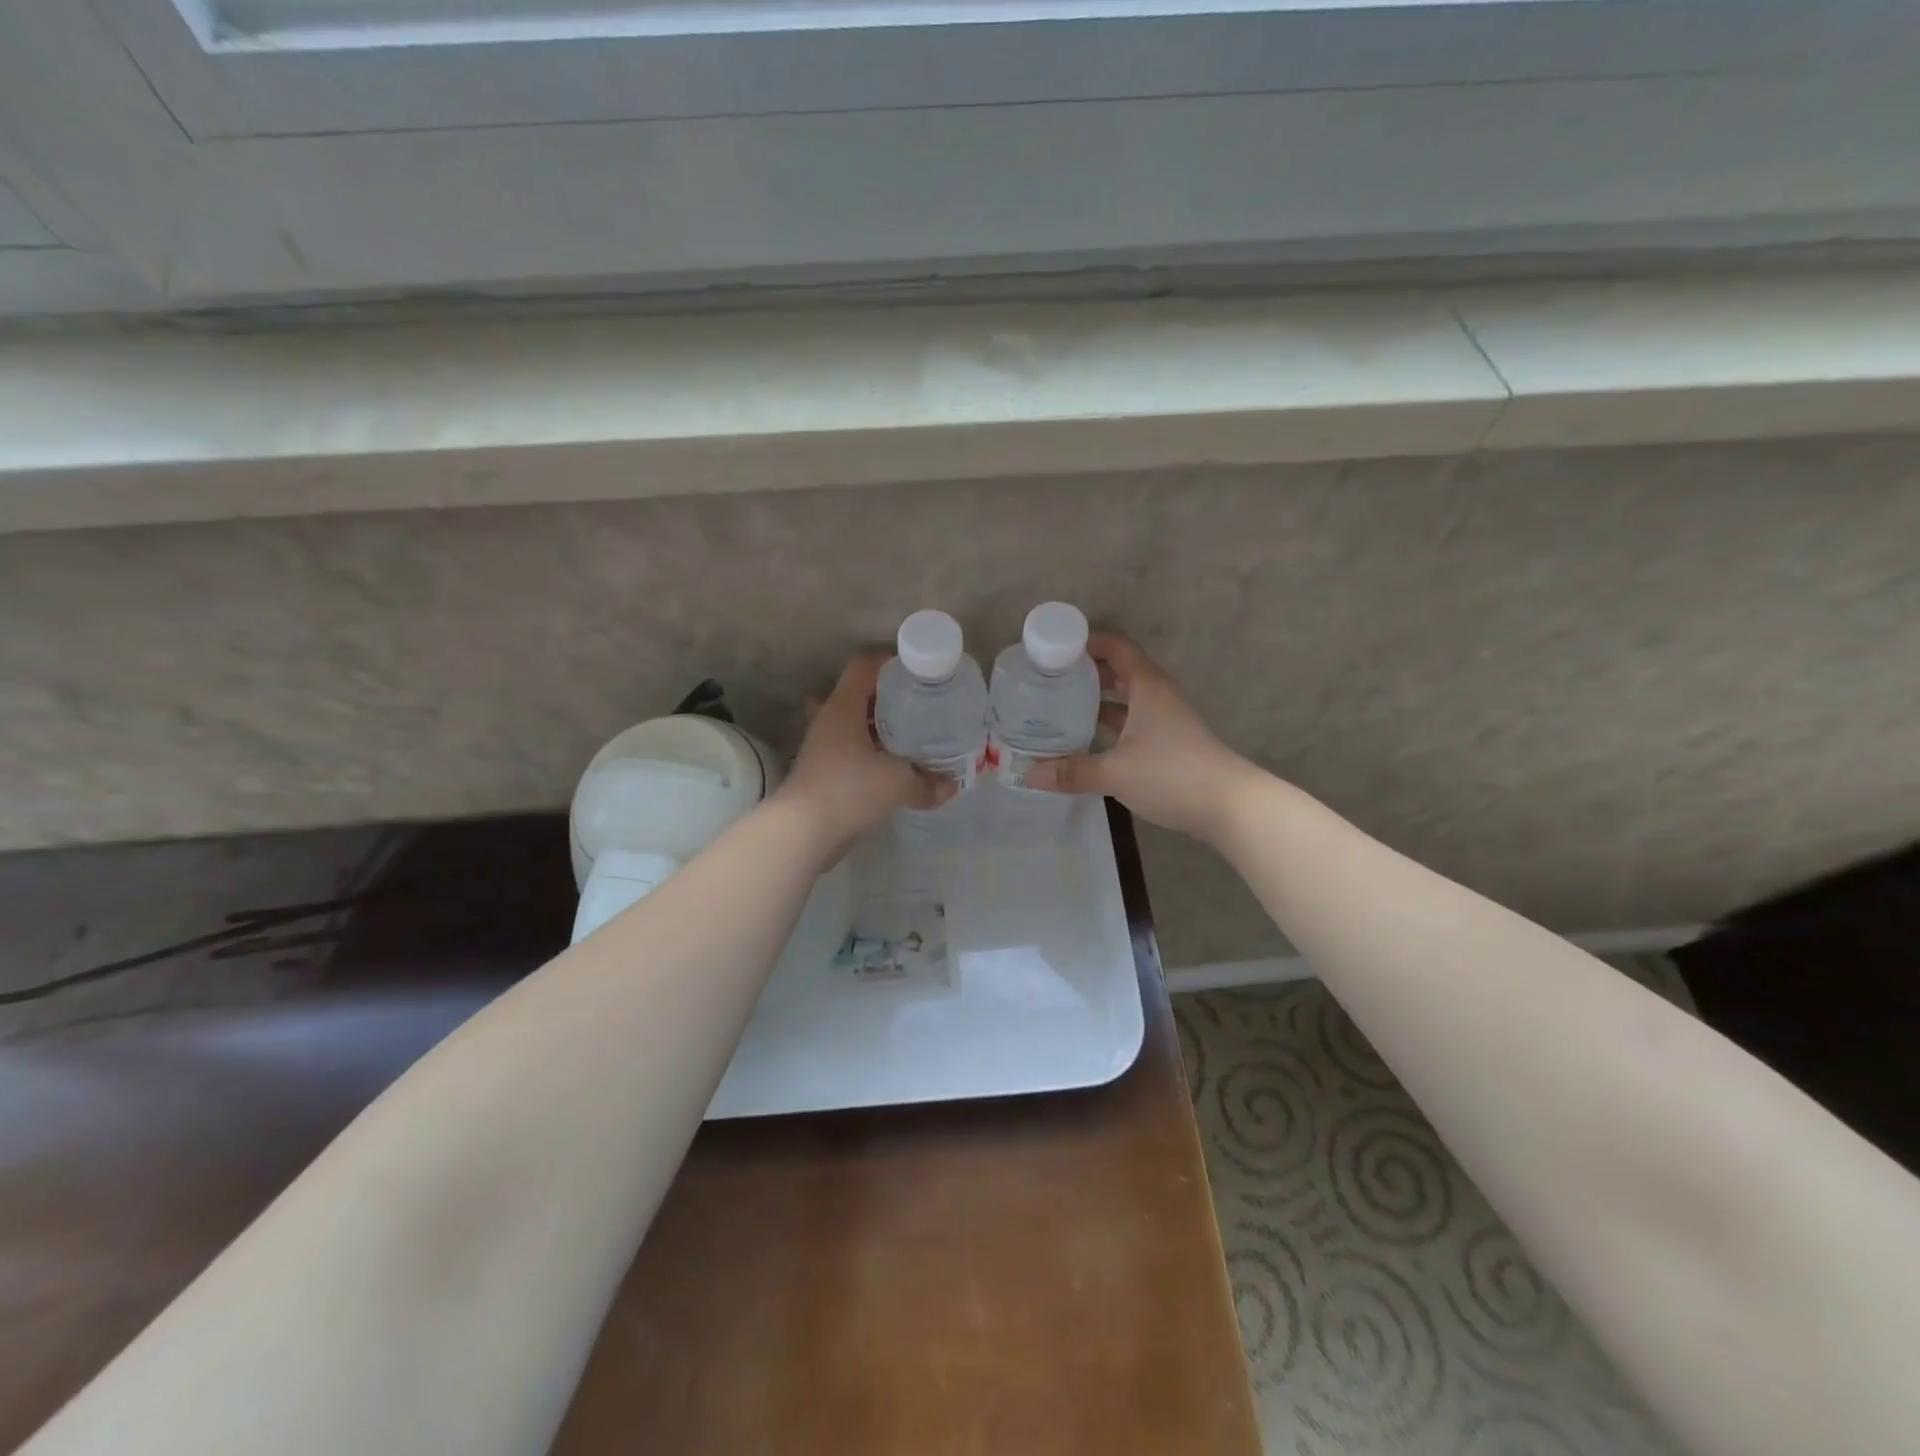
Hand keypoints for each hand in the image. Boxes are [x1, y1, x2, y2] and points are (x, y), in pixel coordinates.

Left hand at [777, 653, 953, 856]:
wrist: (802, 833)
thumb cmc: (849, 790)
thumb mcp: (897, 783)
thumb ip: (927, 782)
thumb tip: (951, 786)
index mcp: (843, 707)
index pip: (863, 666)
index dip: (889, 662)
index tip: (917, 672)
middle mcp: (828, 720)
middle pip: (857, 694)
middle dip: (886, 698)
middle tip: (917, 706)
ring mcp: (821, 747)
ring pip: (851, 725)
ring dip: (876, 728)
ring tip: (909, 737)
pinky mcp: (821, 772)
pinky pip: (849, 752)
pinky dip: (869, 755)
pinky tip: (891, 769)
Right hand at [1023, 633, 1260, 843]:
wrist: (1229, 806)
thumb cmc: (1171, 774)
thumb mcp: (1115, 772)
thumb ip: (1072, 771)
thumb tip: (1028, 775)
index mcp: (1147, 687)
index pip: (1117, 647)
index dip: (1088, 642)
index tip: (1057, 649)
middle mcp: (1157, 697)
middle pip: (1121, 672)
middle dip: (1088, 673)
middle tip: (1052, 680)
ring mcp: (1166, 721)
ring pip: (1127, 701)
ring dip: (1099, 701)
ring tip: (1063, 708)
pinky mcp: (1170, 745)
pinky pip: (1133, 724)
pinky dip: (1111, 726)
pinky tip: (1089, 742)